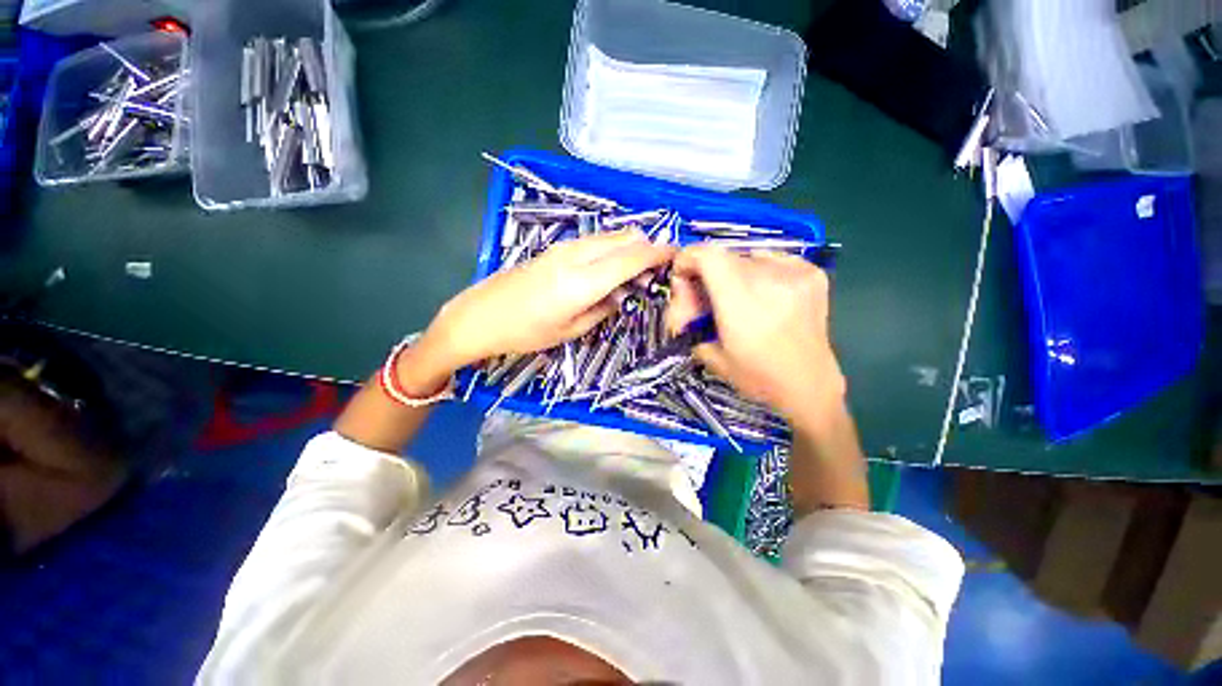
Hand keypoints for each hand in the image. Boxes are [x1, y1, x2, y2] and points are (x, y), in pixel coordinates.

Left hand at [423, 229, 673, 371]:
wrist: (481, 315)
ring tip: (633, 273)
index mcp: (583, 281)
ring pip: (609, 236)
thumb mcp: (571, 329)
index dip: (658, 254)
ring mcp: (564, 248)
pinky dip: (611, 249)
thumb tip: (623, 293)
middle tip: (654, 272)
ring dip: (628, 248)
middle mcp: (576, 256)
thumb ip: (604, 307)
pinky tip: (609, 268)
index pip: (631, 257)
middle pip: (623, 238)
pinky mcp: (555, 248)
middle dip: (646, 249)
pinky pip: (594, 241)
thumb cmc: (526, 332)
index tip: (676, 253)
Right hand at [666, 245, 844, 422]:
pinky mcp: (812, 273)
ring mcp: (795, 273)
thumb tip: (683, 296)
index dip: (689, 259)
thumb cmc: (756, 377)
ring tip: (738, 299)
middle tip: (708, 298)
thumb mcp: (709, 354)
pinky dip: (759, 271)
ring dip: (733, 273)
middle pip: (724, 256)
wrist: (809, 386)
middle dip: (708, 273)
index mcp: (741, 301)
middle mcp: (769, 278)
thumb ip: (688, 320)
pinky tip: (764, 295)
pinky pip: (773, 260)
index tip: (684, 276)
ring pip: (747, 257)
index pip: (708, 255)